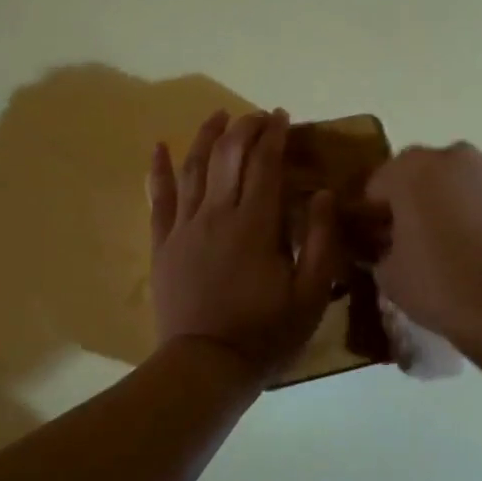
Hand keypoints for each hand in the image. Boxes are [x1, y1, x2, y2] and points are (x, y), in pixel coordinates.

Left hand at [149, 109, 341, 380]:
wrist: (206, 365)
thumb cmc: (265, 333)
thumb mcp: (311, 294)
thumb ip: (322, 241)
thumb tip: (324, 193)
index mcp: (255, 225)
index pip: (264, 165)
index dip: (274, 135)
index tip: (282, 117)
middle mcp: (216, 215)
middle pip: (228, 156)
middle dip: (244, 128)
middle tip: (257, 116)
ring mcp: (184, 227)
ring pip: (193, 168)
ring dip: (206, 137)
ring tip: (218, 115)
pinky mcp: (163, 244)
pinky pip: (158, 198)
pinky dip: (157, 170)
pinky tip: (158, 146)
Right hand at [364, 143, 481, 339]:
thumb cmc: (440, 286)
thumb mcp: (389, 276)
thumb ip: (382, 251)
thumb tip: (389, 248)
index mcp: (411, 170)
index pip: (380, 183)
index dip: (376, 212)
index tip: (378, 239)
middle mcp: (457, 156)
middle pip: (429, 173)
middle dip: (423, 199)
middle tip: (423, 240)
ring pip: (475, 177)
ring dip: (467, 198)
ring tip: (471, 240)